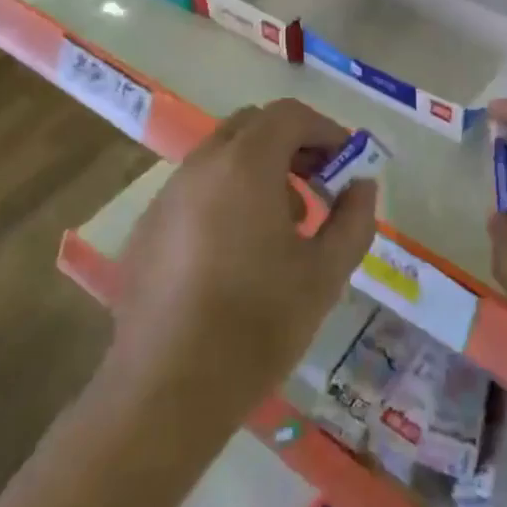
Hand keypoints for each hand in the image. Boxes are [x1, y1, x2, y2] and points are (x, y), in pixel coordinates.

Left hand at [111, 99, 377, 418]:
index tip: (347, 164)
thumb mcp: (326, 272)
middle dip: (291, 145)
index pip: (289, 115)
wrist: (167, 391)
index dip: (325, 130)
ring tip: (282, 226)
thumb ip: (354, 218)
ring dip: (258, 171)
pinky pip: (194, 191)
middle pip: (252, 126)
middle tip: (318, 187)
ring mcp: (166, 196)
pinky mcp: (146, 229)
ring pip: (220, 157)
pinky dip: (225, 197)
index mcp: (244, 165)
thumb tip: (360, 185)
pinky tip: (236, 253)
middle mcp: (200, 166)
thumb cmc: (257, 324)